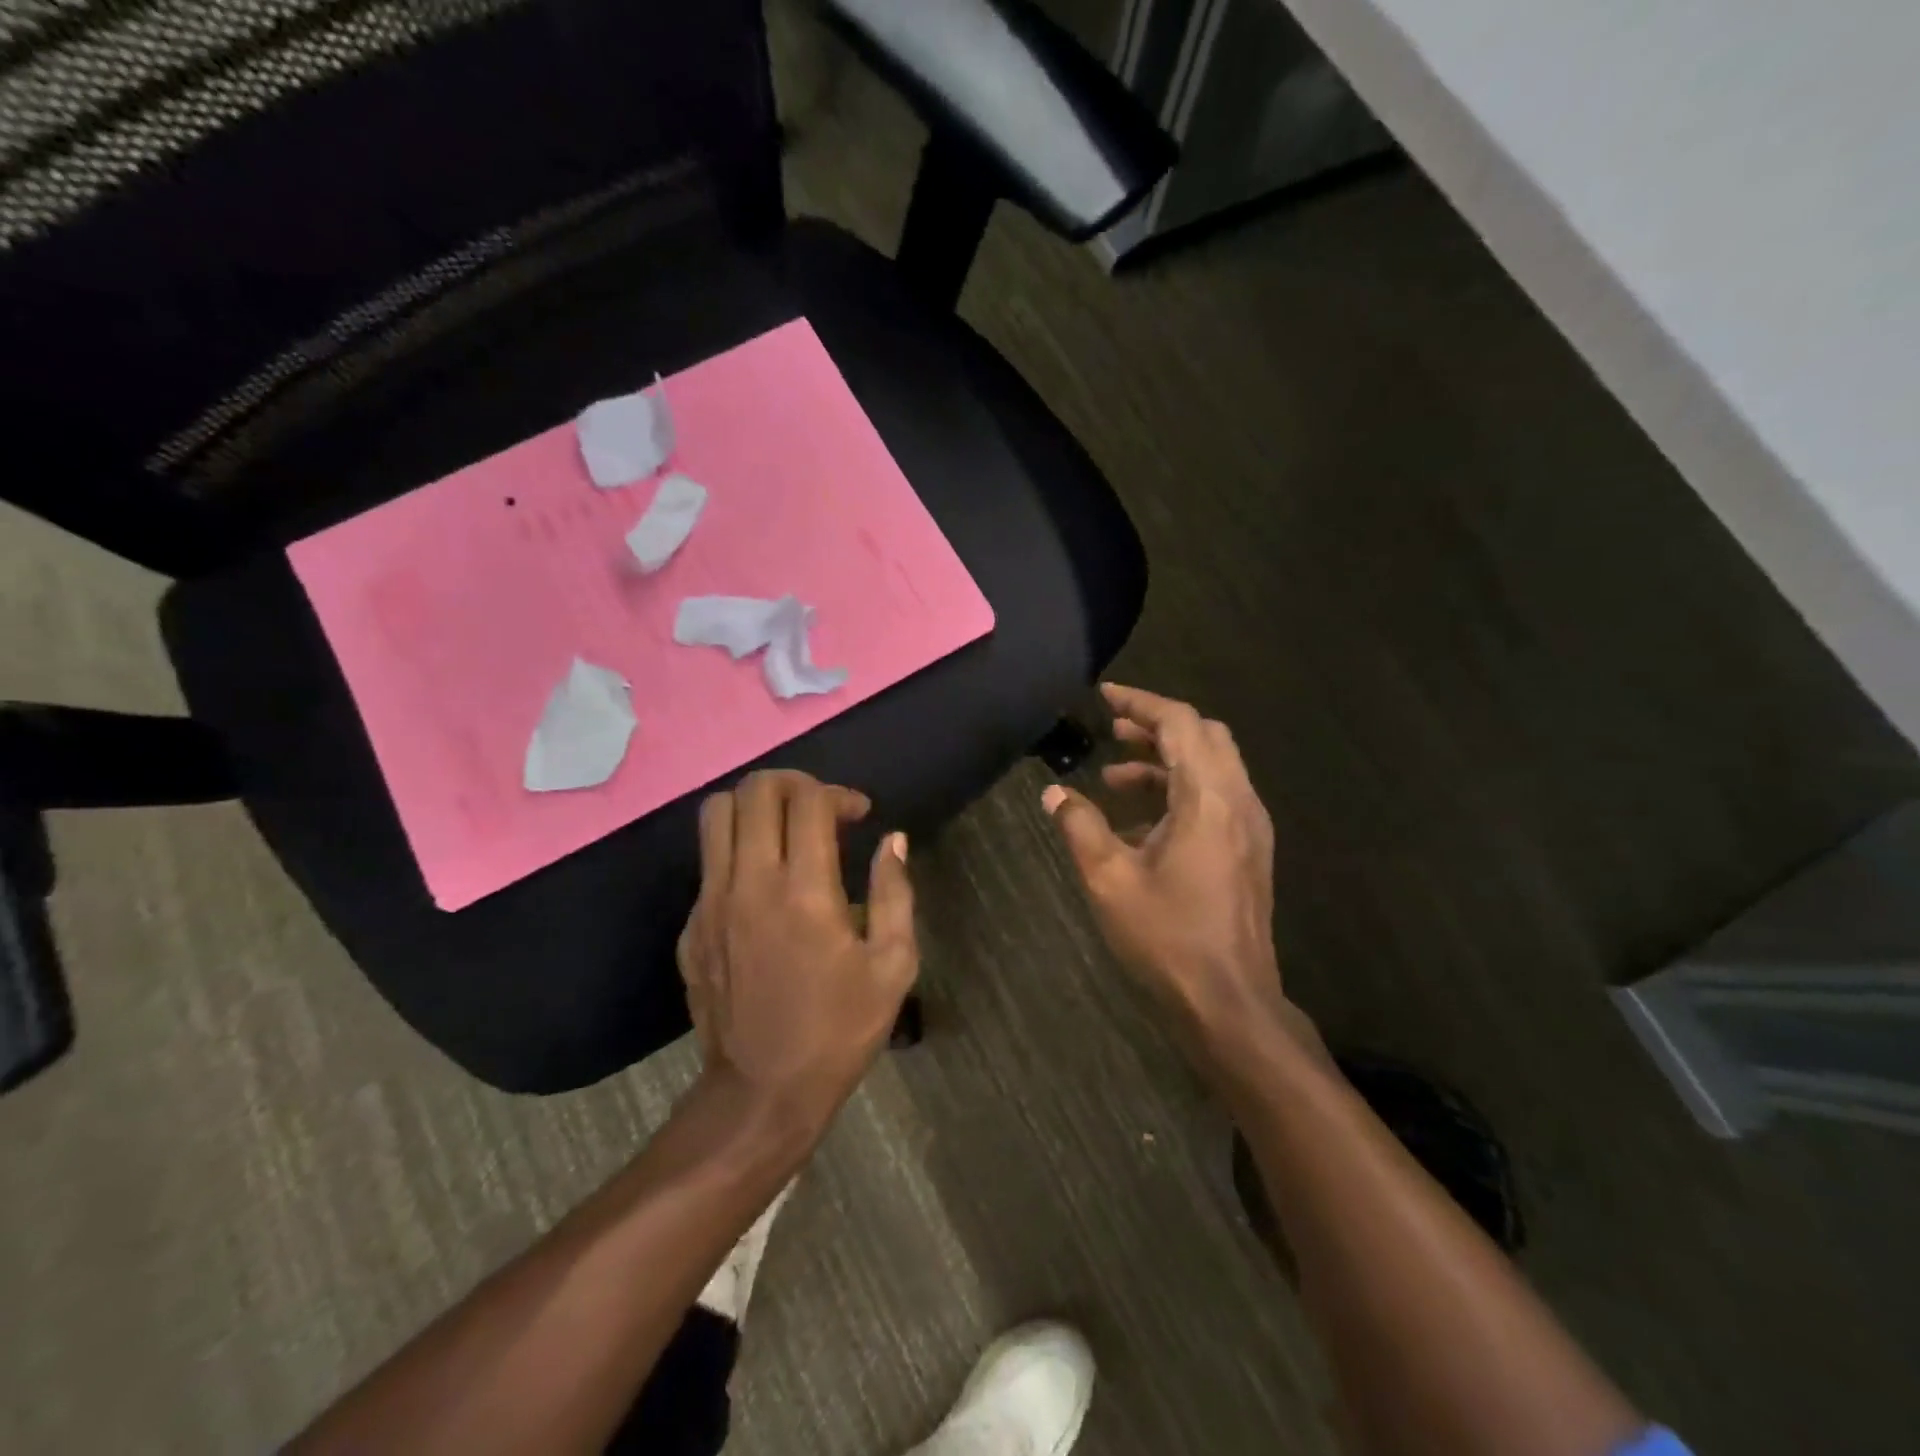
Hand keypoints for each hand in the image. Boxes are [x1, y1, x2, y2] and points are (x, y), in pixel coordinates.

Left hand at [677, 771, 917, 1140]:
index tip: (859, 815)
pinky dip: (738, 850)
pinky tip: (765, 885)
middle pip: (754, 791)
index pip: (808, 800)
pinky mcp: (690, 926)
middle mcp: (750, 883)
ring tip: (786, 830)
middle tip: (820, 808)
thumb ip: (894, 893)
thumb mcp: (893, 966)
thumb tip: (893, 840)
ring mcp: (710, 903)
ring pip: (716, 815)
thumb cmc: (839, 1029)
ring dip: (756, 806)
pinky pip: (708, 861)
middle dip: (793, 783)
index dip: (839, 793)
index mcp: (805, 891)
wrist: (762, 1092)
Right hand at [1043, 684, 1290, 1044]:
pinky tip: (1139, 821)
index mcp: (1209, 799)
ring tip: (1114, 775)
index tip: (1105, 696)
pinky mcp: (1248, 851)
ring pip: (1212, 767)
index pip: (1180, 724)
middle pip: (1204, 736)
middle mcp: (1239, 801)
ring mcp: (1249, 827)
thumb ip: (1080, 826)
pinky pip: (1215, 797)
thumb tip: (1054, 793)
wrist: (1229, 1001)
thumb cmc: (1167, 937)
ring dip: (1166, 760)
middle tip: (1112, 730)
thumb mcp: (1109, 879)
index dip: (1141, 703)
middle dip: (1157, 726)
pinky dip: (1179, 790)